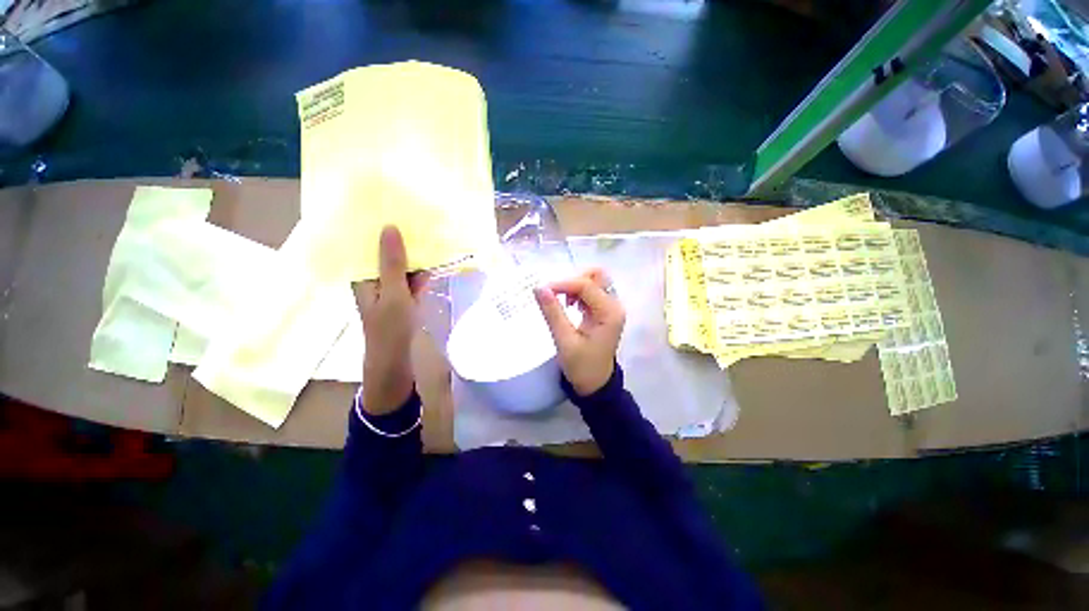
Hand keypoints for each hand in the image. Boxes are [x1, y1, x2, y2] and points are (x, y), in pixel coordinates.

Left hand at [353, 226, 429, 414]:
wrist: (395, 361)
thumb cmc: (389, 327)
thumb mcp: (392, 292)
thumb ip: (391, 262)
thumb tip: (390, 227)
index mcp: (363, 276)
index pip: (368, 245)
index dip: (379, 228)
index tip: (393, 208)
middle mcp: (374, 280)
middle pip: (387, 255)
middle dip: (402, 240)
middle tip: (418, 218)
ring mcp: (390, 290)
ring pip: (403, 267)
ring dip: (415, 255)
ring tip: (430, 234)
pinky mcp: (404, 299)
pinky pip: (413, 280)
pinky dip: (422, 272)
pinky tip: (435, 261)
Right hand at [534, 268, 624, 395]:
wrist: (595, 384)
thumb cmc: (581, 366)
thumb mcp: (564, 340)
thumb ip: (552, 312)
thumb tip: (538, 287)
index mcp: (609, 312)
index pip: (586, 285)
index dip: (563, 284)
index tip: (542, 290)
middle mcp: (614, 305)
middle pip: (596, 276)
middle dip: (573, 280)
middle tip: (557, 295)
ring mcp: (610, 307)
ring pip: (593, 282)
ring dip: (575, 286)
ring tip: (562, 303)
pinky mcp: (604, 311)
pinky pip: (591, 292)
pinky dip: (577, 293)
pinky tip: (569, 306)